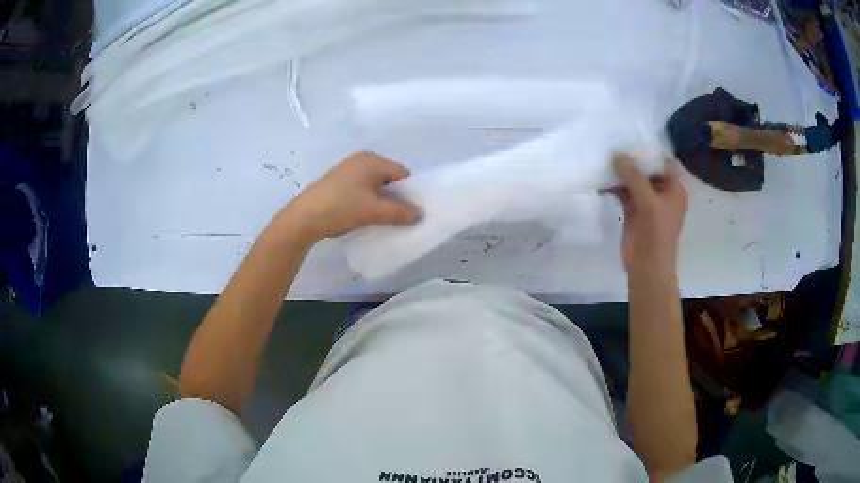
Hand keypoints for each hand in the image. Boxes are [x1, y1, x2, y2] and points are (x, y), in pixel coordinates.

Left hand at [278, 152, 419, 243]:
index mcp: (372, 160)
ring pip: (375, 184)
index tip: (411, 211)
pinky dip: (368, 200)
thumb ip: (400, 212)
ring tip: (382, 218)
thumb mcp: (374, 211)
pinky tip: (365, 214)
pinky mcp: (338, 181)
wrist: (303, 217)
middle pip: (389, 177)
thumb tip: (420, 214)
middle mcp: (361, 159)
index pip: (403, 173)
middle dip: (396, 196)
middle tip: (399, 217)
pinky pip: (363, 188)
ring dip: (382, 200)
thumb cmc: (341, 208)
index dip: (410, 192)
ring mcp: (348, 170)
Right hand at [613, 154, 687, 277]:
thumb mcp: (648, 200)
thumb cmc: (656, 233)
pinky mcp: (634, 211)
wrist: (647, 266)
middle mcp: (662, 192)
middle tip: (613, 142)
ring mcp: (647, 202)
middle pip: (647, 169)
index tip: (631, 136)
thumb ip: (633, 176)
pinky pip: (624, 192)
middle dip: (632, 158)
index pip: (664, 161)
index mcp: (674, 189)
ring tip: (604, 157)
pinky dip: (614, 186)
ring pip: (634, 180)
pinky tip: (601, 179)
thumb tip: (617, 154)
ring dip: (621, 172)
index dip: (649, 150)